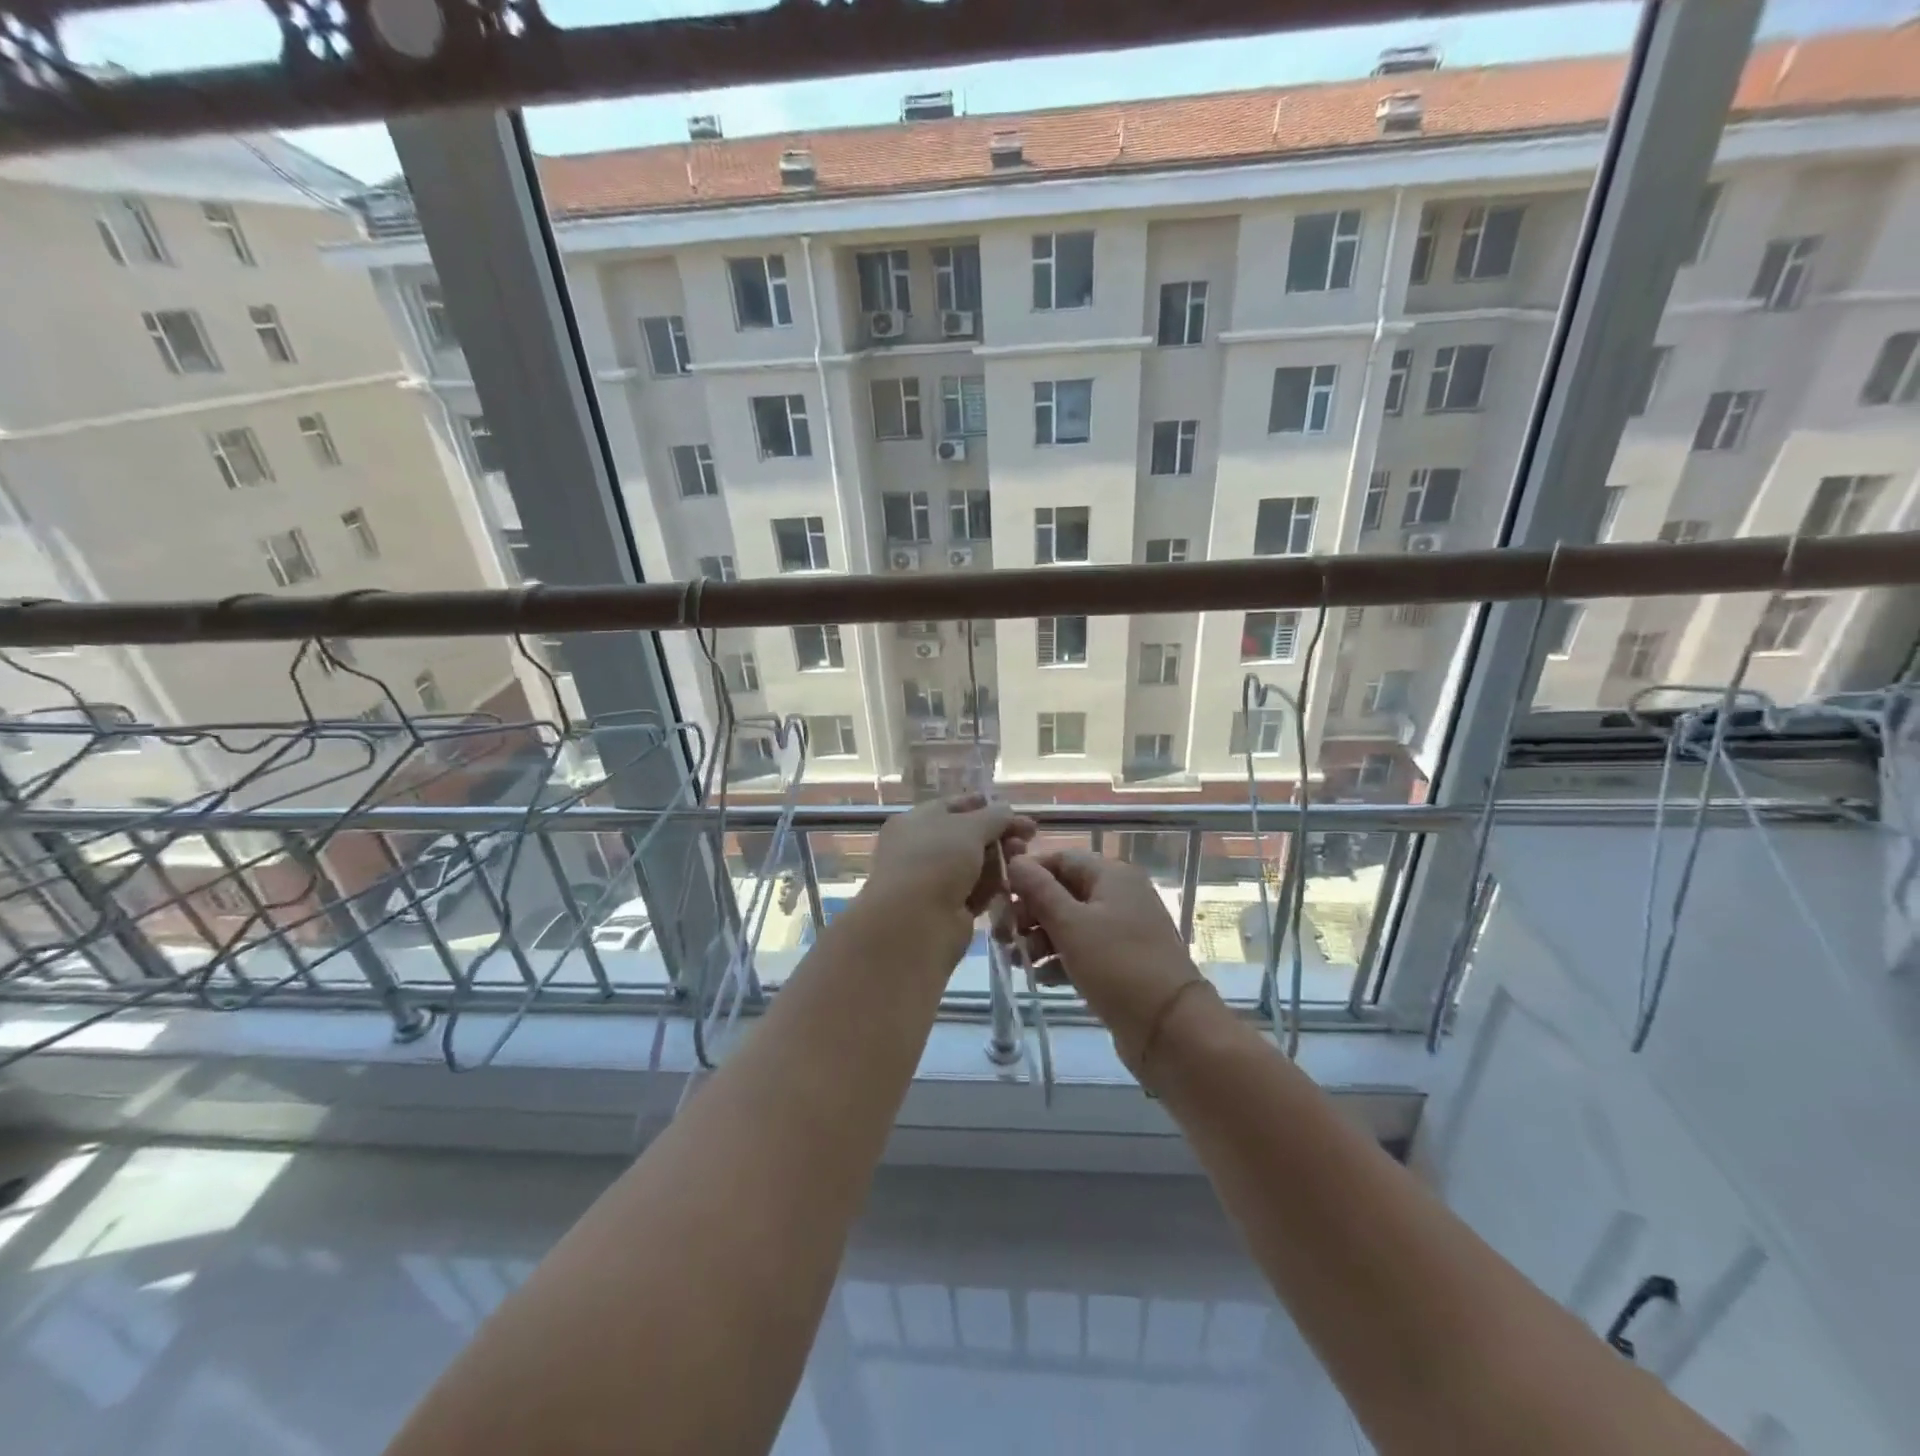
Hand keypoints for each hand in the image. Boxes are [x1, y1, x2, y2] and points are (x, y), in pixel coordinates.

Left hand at [864, 794, 1037, 934]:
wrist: (914, 922)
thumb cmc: (936, 860)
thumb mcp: (969, 827)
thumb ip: (993, 816)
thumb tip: (1006, 809)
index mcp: (914, 822)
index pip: (952, 806)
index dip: (981, 804)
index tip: (1010, 807)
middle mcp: (920, 850)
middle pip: (967, 836)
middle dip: (999, 833)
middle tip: (1029, 834)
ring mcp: (933, 881)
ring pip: (974, 864)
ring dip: (1000, 858)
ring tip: (1024, 856)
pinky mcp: (947, 910)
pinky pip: (975, 891)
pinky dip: (993, 885)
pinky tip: (1015, 880)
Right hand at [1005, 850, 1204, 1072]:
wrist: (1169, 1027)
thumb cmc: (1116, 964)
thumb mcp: (1070, 923)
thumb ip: (1038, 889)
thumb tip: (1015, 860)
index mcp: (1111, 875)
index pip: (1060, 859)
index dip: (1028, 874)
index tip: (1000, 898)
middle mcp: (1118, 895)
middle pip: (1062, 891)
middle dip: (1030, 912)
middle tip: (1004, 937)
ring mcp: (1122, 929)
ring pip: (1070, 923)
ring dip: (1040, 939)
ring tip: (1020, 962)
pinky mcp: (1121, 961)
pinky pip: (1083, 950)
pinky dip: (1060, 959)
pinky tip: (1042, 978)